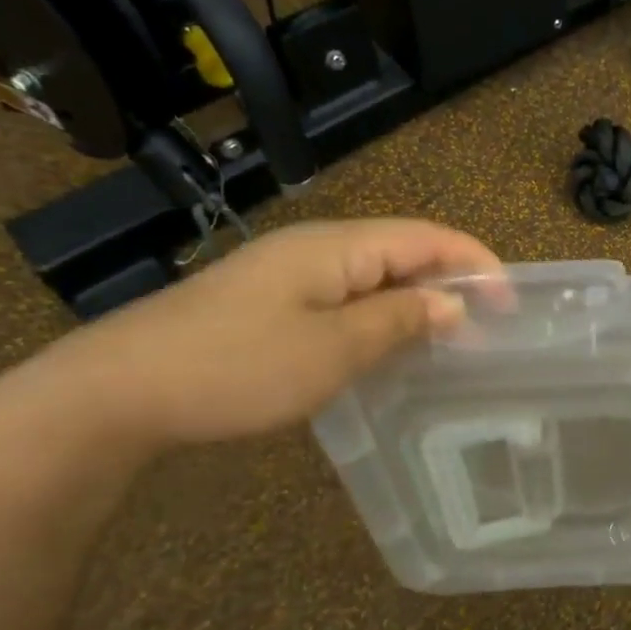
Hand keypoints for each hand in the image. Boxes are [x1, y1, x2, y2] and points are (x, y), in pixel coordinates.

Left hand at [35, 219, 501, 449]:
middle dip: (452, 283)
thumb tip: (453, 303)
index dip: (476, 263)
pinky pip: (345, 298)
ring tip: (449, 341)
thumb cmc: (238, 366)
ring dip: (416, 303)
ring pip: (374, 277)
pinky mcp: (270, 302)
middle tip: (487, 330)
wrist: (119, 391)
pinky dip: (380, 317)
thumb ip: (400, 321)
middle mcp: (318, 248)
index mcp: (338, 246)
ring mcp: (289, 274)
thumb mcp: (333, 349)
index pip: (428, 238)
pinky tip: (387, 348)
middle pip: (404, 252)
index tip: (511, 304)